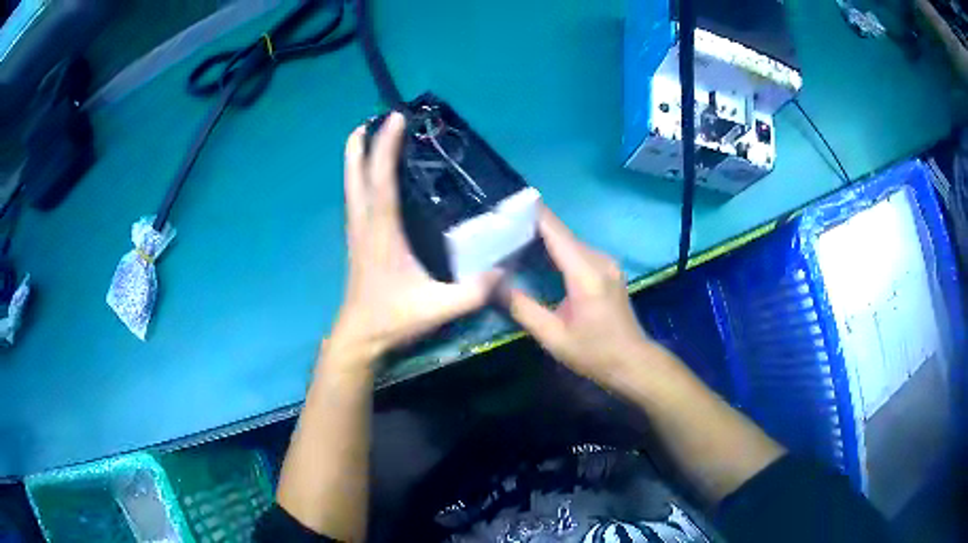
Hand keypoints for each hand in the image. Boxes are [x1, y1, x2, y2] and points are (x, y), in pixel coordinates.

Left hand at [331, 113, 500, 362]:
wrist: (360, 335)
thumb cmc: (393, 318)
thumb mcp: (438, 308)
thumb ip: (474, 291)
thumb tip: (504, 269)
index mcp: (381, 231)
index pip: (382, 179)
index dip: (387, 146)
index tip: (397, 118)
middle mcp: (364, 222)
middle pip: (355, 173)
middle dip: (361, 142)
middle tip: (373, 117)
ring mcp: (356, 229)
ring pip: (351, 183)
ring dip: (359, 156)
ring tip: (373, 133)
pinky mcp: (356, 237)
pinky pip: (356, 195)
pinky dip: (362, 174)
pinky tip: (374, 172)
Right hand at [504, 207, 654, 383]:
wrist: (632, 362)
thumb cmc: (594, 353)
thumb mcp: (552, 336)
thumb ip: (521, 307)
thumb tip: (492, 284)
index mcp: (585, 272)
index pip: (554, 230)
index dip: (529, 214)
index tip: (502, 209)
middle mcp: (598, 259)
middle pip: (560, 232)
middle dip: (530, 226)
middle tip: (498, 229)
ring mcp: (606, 262)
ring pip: (569, 240)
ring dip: (543, 237)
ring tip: (511, 239)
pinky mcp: (608, 268)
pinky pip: (578, 250)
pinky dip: (556, 248)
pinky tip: (538, 256)